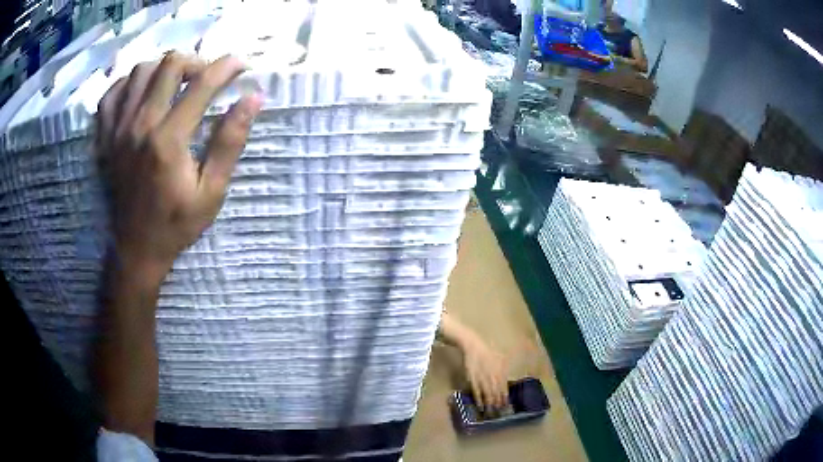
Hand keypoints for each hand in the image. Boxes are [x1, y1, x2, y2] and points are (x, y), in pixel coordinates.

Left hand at [96, 52, 261, 282]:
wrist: (136, 249)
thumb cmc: (176, 224)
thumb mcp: (212, 191)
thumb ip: (230, 142)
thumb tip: (253, 98)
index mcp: (169, 140)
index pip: (202, 83)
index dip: (226, 66)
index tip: (240, 65)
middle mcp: (140, 125)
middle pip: (169, 64)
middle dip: (195, 62)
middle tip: (205, 77)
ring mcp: (117, 129)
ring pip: (140, 70)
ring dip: (163, 68)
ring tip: (174, 84)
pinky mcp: (105, 137)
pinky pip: (112, 93)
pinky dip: (129, 84)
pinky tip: (141, 94)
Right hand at [463, 337, 508, 410]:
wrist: (474, 347)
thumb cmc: (487, 353)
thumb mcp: (500, 359)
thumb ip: (504, 370)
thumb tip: (507, 382)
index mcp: (500, 372)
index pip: (504, 388)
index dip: (505, 398)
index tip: (506, 406)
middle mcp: (493, 377)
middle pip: (496, 393)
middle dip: (498, 403)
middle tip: (499, 412)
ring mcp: (483, 379)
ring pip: (487, 394)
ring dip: (489, 404)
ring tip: (491, 412)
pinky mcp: (473, 380)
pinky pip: (476, 392)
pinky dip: (478, 400)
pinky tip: (480, 406)